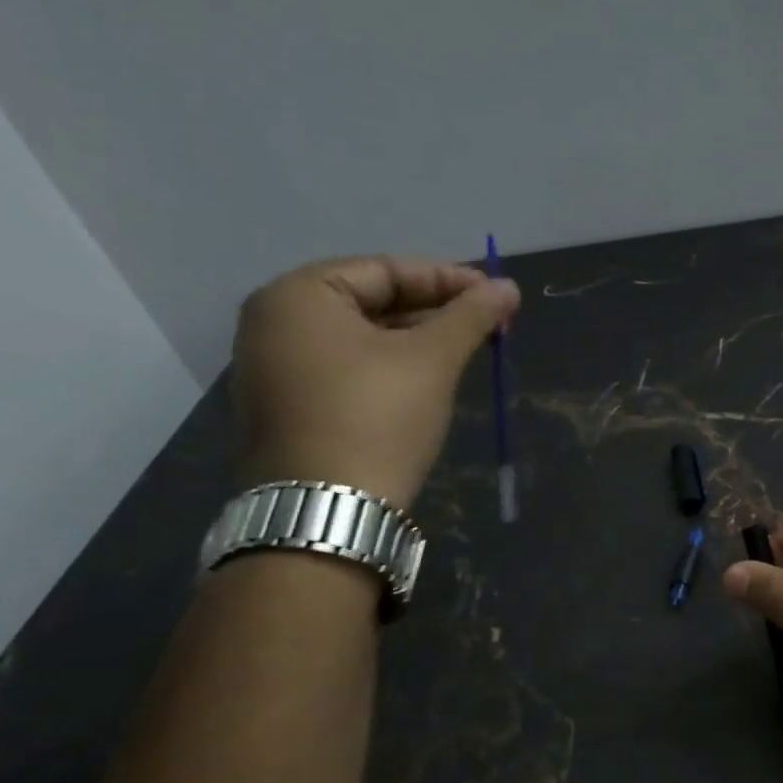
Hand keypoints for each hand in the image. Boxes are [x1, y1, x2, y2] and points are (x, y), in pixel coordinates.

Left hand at [232, 255, 519, 509]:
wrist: (328, 512)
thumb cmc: (378, 417)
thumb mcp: (432, 359)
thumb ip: (471, 315)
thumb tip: (509, 286)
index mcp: (298, 296)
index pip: (386, 270)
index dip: (449, 280)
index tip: (496, 296)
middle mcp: (273, 323)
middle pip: (371, 301)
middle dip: (435, 312)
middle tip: (488, 325)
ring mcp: (273, 369)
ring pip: (360, 338)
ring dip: (417, 340)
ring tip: (466, 352)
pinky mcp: (286, 409)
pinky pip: (345, 370)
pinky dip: (389, 368)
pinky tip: (427, 382)